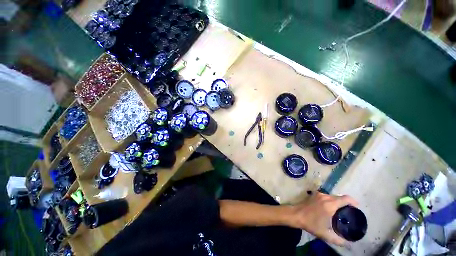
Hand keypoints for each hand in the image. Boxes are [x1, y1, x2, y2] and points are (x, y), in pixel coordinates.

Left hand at [288, 192, 358, 245]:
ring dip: (338, 202)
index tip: (357, 207)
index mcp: (330, 204)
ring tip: (341, 211)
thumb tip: (349, 244)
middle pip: (339, 197)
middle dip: (346, 203)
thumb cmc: (311, 224)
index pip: (345, 199)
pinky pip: (326, 196)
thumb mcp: (325, 234)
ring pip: (333, 196)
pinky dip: (331, 200)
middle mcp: (325, 197)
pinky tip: (331, 208)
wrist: (296, 215)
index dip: (353, 202)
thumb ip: (339, 240)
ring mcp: (319, 194)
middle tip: (349, 212)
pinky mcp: (314, 194)